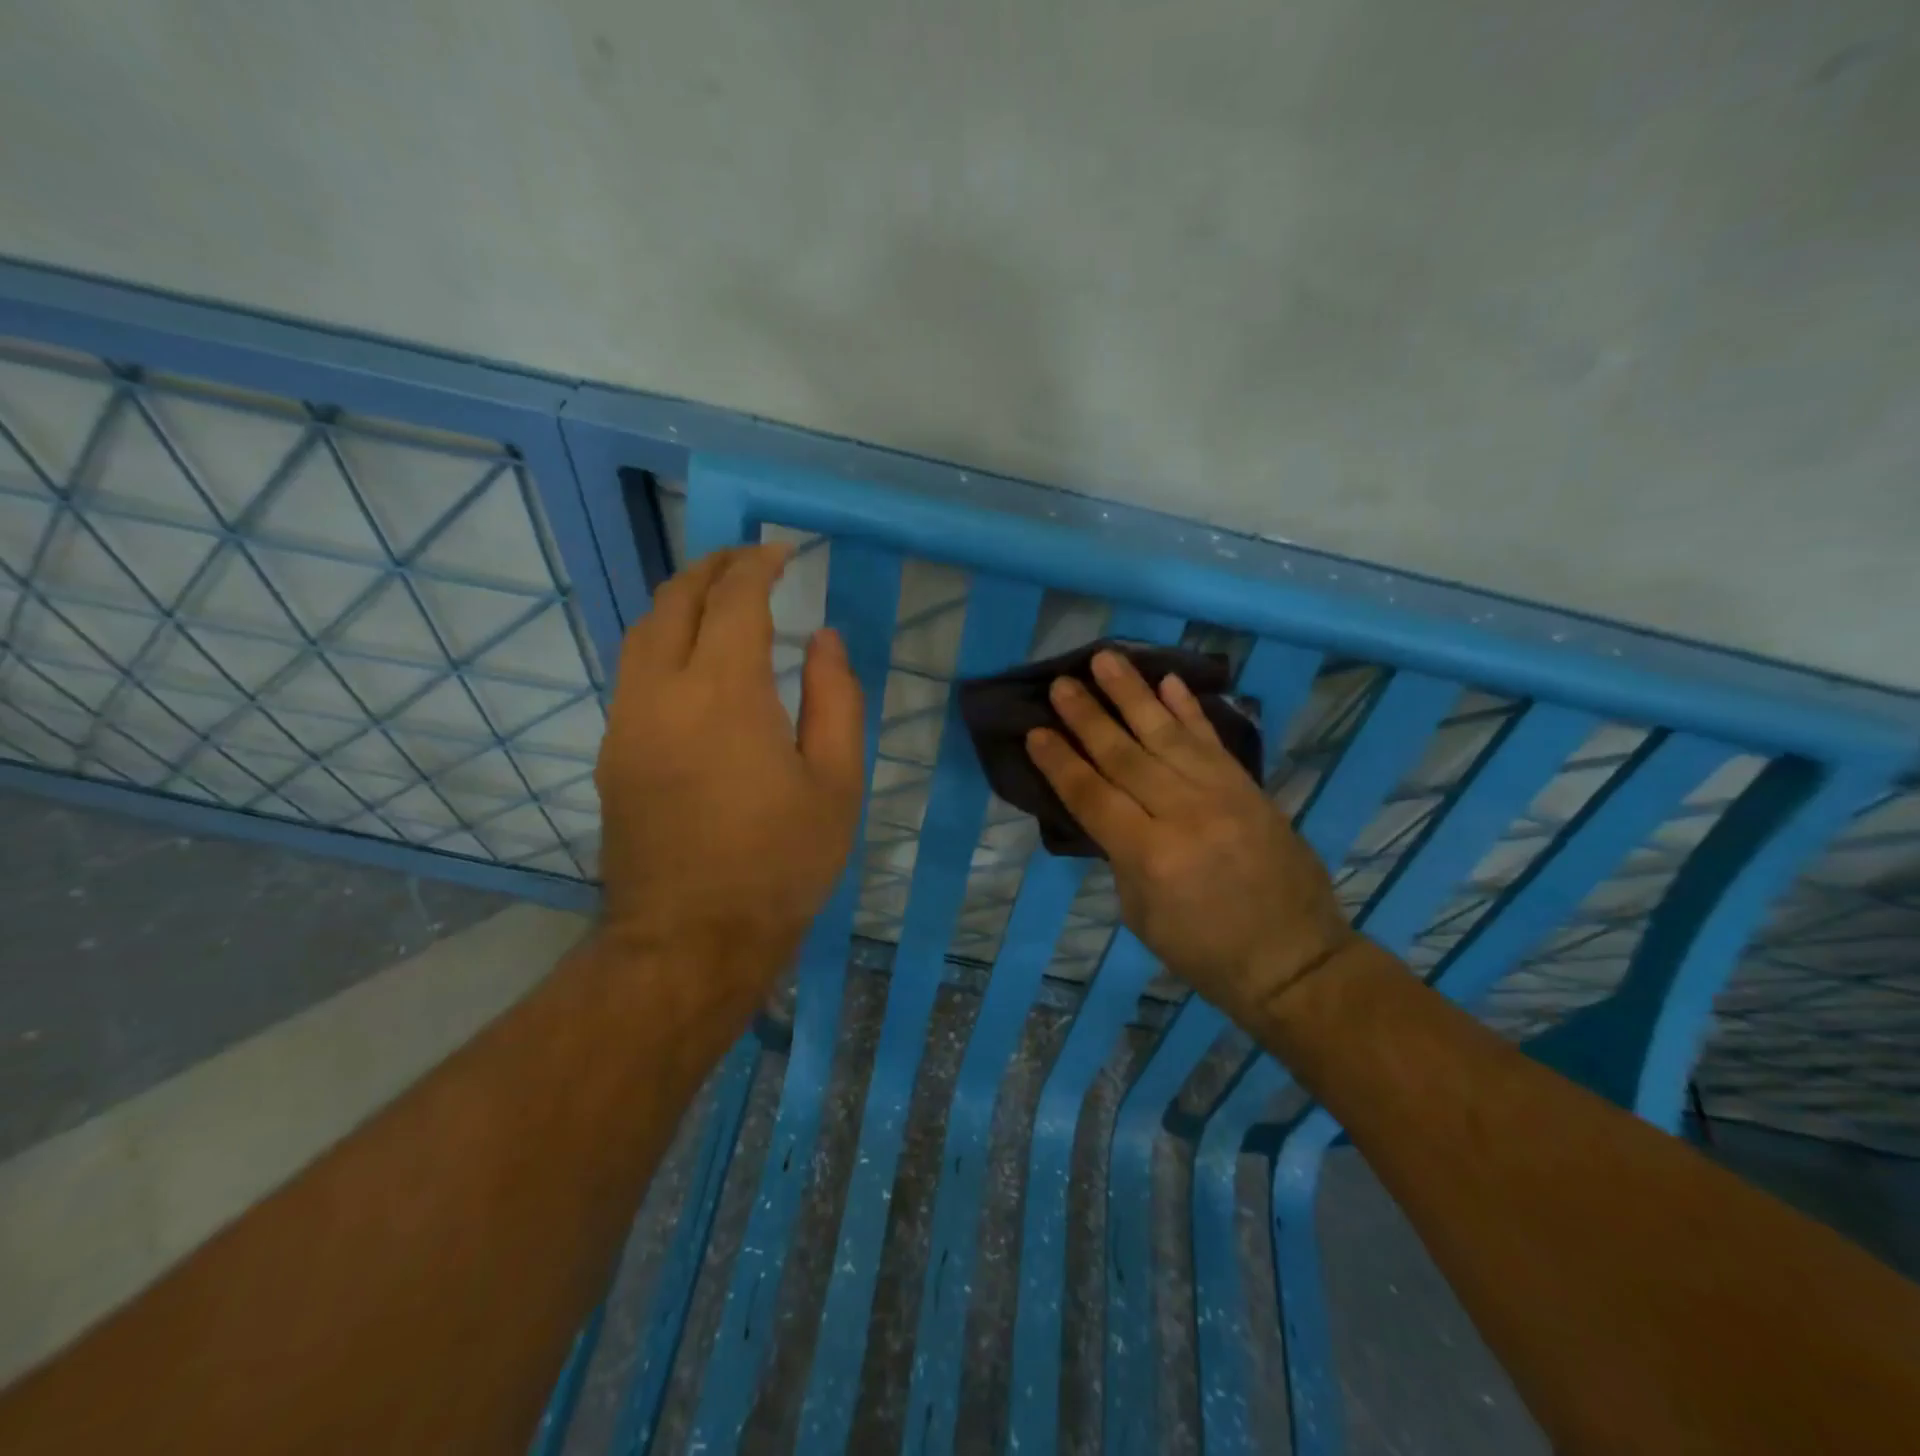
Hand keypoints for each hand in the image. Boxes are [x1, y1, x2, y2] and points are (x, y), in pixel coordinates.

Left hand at [594, 544, 865, 1000]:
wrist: (690, 940)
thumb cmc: (780, 863)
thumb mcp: (836, 783)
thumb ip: (836, 699)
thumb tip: (824, 640)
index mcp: (723, 693)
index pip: (734, 600)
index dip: (758, 566)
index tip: (781, 553)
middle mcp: (660, 693)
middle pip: (674, 601)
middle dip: (711, 569)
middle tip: (749, 561)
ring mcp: (625, 722)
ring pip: (642, 632)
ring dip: (681, 601)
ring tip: (720, 598)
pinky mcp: (612, 753)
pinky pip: (633, 672)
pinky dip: (664, 641)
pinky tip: (693, 661)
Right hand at [1025, 649, 1357, 1024]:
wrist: (1293, 959)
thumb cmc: (1204, 950)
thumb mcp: (1141, 913)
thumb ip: (1121, 854)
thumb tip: (1107, 807)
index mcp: (1150, 856)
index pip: (1093, 796)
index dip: (1060, 762)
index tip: (1035, 730)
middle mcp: (1184, 814)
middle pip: (1125, 755)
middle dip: (1087, 717)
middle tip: (1062, 683)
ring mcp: (1221, 795)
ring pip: (1166, 734)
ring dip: (1132, 694)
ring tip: (1105, 659)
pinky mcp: (1248, 787)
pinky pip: (1211, 740)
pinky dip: (1188, 708)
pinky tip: (1167, 681)